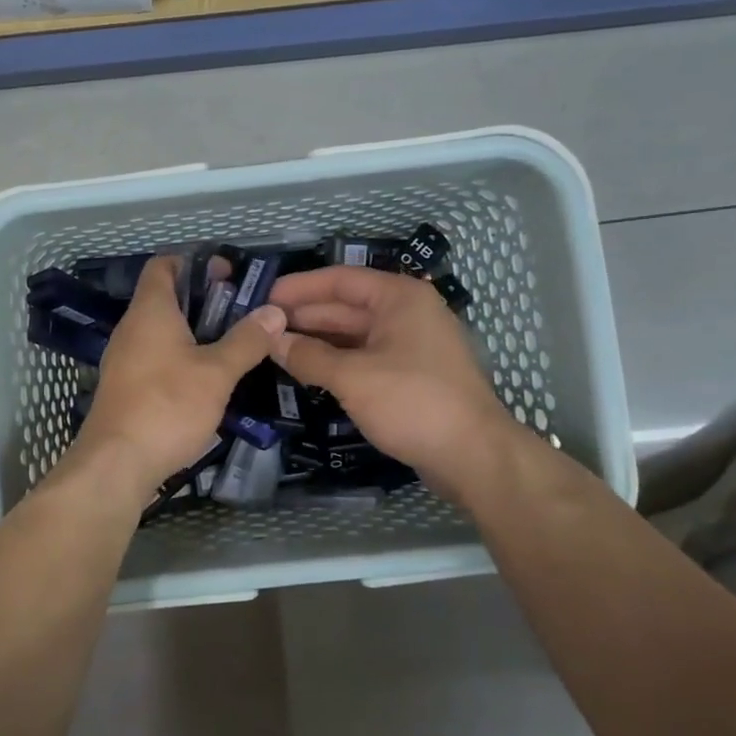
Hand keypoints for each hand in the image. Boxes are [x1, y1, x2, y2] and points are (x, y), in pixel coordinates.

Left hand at [64, 255, 286, 496]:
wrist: (116, 464)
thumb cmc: (168, 406)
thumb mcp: (217, 373)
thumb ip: (246, 340)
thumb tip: (274, 311)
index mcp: (150, 311)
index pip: (163, 265)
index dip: (194, 262)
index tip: (228, 274)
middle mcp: (131, 329)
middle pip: (165, 298)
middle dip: (203, 301)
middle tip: (241, 314)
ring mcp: (124, 360)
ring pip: (161, 332)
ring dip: (194, 333)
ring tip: (231, 347)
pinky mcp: (125, 388)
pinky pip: (155, 359)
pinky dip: (180, 359)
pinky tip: (206, 381)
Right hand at [267, 265, 521, 498]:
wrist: (474, 456)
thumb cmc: (413, 402)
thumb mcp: (352, 377)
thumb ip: (308, 356)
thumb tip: (271, 341)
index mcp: (399, 298)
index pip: (340, 280)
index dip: (300, 287)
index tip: (263, 297)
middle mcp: (407, 313)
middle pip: (346, 306)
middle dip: (304, 316)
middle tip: (261, 327)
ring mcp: (411, 345)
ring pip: (354, 334)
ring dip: (317, 340)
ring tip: (275, 348)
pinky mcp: (411, 375)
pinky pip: (364, 357)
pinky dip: (336, 360)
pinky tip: (307, 369)